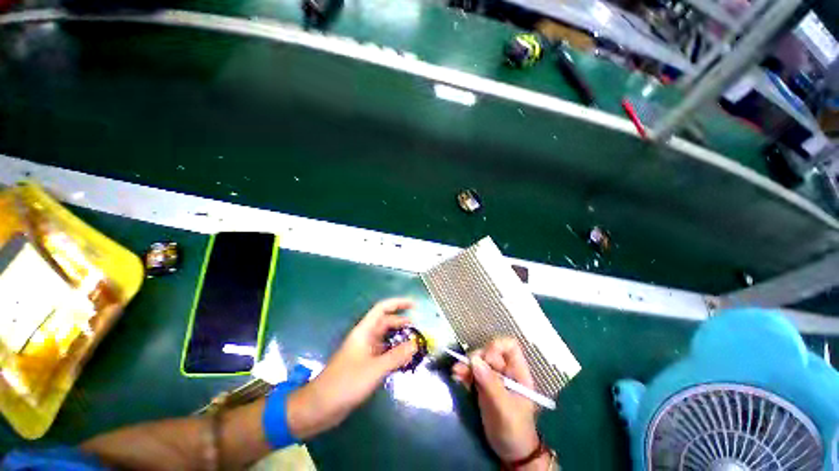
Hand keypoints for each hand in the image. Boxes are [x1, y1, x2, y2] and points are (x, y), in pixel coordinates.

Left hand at [286, 298, 417, 438]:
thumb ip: (396, 356)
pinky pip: (384, 353)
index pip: (382, 309)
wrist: (320, 406)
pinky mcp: (365, 364)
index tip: (414, 305)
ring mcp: (365, 351)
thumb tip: (416, 343)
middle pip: (386, 323)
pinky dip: (394, 353)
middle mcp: (365, 337)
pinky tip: (404, 360)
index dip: (398, 303)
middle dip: (402, 322)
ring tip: (415, 344)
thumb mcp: (374, 369)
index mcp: (364, 331)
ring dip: (399, 339)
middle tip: (418, 329)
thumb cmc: (346, 383)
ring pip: (385, 338)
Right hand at [452, 338, 542, 465]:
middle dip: (476, 358)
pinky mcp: (483, 386)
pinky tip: (457, 377)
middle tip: (465, 368)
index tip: (486, 360)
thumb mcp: (504, 408)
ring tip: (456, 372)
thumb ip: (490, 384)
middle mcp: (506, 371)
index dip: (496, 347)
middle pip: (490, 352)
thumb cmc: (514, 430)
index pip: (509, 346)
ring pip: (479, 362)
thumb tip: (474, 360)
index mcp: (518, 372)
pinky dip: (464, 373)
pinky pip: (472, 373)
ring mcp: (494, 378)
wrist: (510, 454)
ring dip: (466, 365)